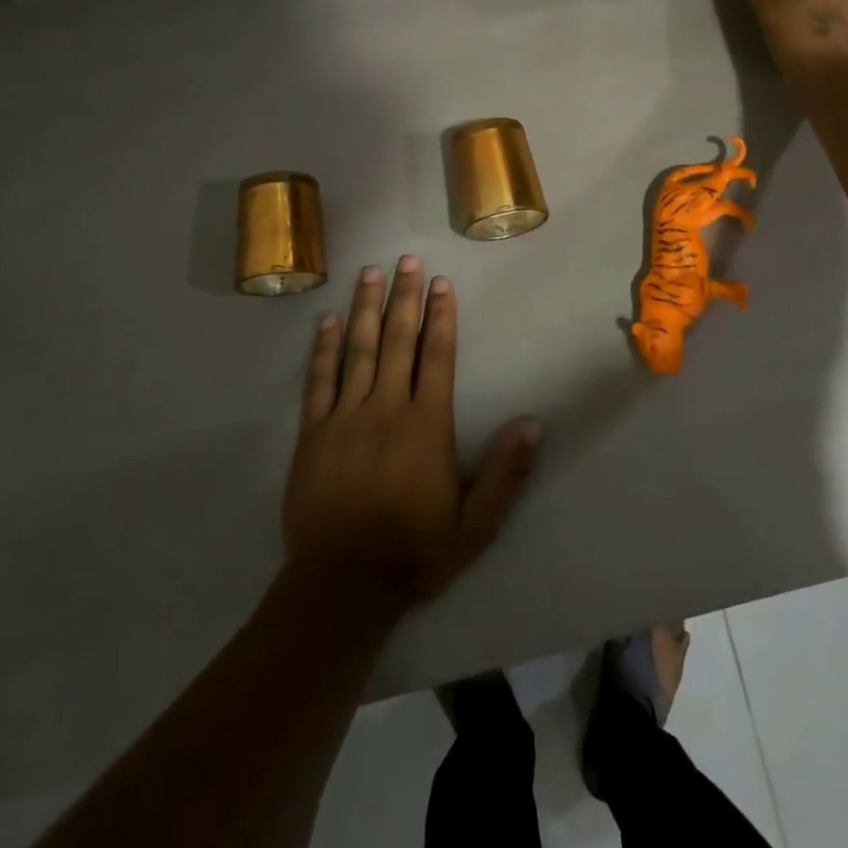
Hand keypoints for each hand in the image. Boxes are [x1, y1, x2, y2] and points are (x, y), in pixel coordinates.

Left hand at [283, 256, 540, 609]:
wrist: (343, 586)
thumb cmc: (415, 552)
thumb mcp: (476, 524)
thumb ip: (506, 472)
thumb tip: (534, 423)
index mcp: (427, 424)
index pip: (437, 355)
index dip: (441, 315)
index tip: (441, 282)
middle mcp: (387, 408)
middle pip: (398, 340)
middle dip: (404, 297)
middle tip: (405, 260)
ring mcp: (345, 417)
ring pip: (357, 350)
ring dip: (365, 309)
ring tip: (370, 274)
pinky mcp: (313, 433)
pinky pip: (319, 381)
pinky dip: (323, 348)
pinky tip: (326, 321)